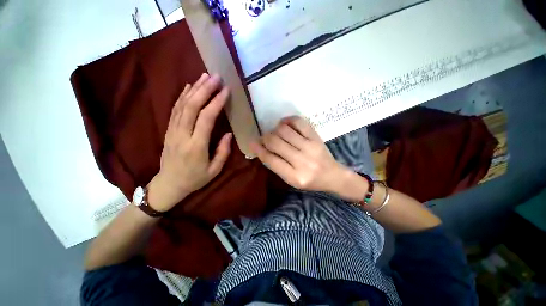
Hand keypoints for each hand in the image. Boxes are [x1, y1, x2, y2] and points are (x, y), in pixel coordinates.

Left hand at [148, 73, 231, 211]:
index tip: (225, 90)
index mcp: (196, 146)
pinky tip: (189, 87)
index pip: (206, 118)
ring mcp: (173, 131)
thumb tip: (228, 133)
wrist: (168, 185)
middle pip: (192, 106)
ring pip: (182, 105)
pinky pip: (175, 109)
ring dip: (194, 88)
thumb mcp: (214, 170)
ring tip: (204, 76)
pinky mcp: (168, 130)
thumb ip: (222, 151)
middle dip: (204, 89)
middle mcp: (182, 135)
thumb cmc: (195, 179)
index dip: (216, 102)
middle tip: (215, 77)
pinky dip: (182, 96)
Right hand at [250, 116, 349, 192]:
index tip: (252, 142)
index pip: (270, 159)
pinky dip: (288, 120)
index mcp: (294, 176)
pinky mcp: (316, 137)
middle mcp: (302, 161)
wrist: (333, 175)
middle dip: (265, 138)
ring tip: (276, 133)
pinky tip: (285, 124)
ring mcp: (310, 147)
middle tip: (265, 138)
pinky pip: (298, 122)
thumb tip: (262, 148)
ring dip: (275, 129)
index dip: (258, 149)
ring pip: (284, 130)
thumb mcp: (291, 180)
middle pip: (275, 142)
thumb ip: (276, 166)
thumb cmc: (310, 181)